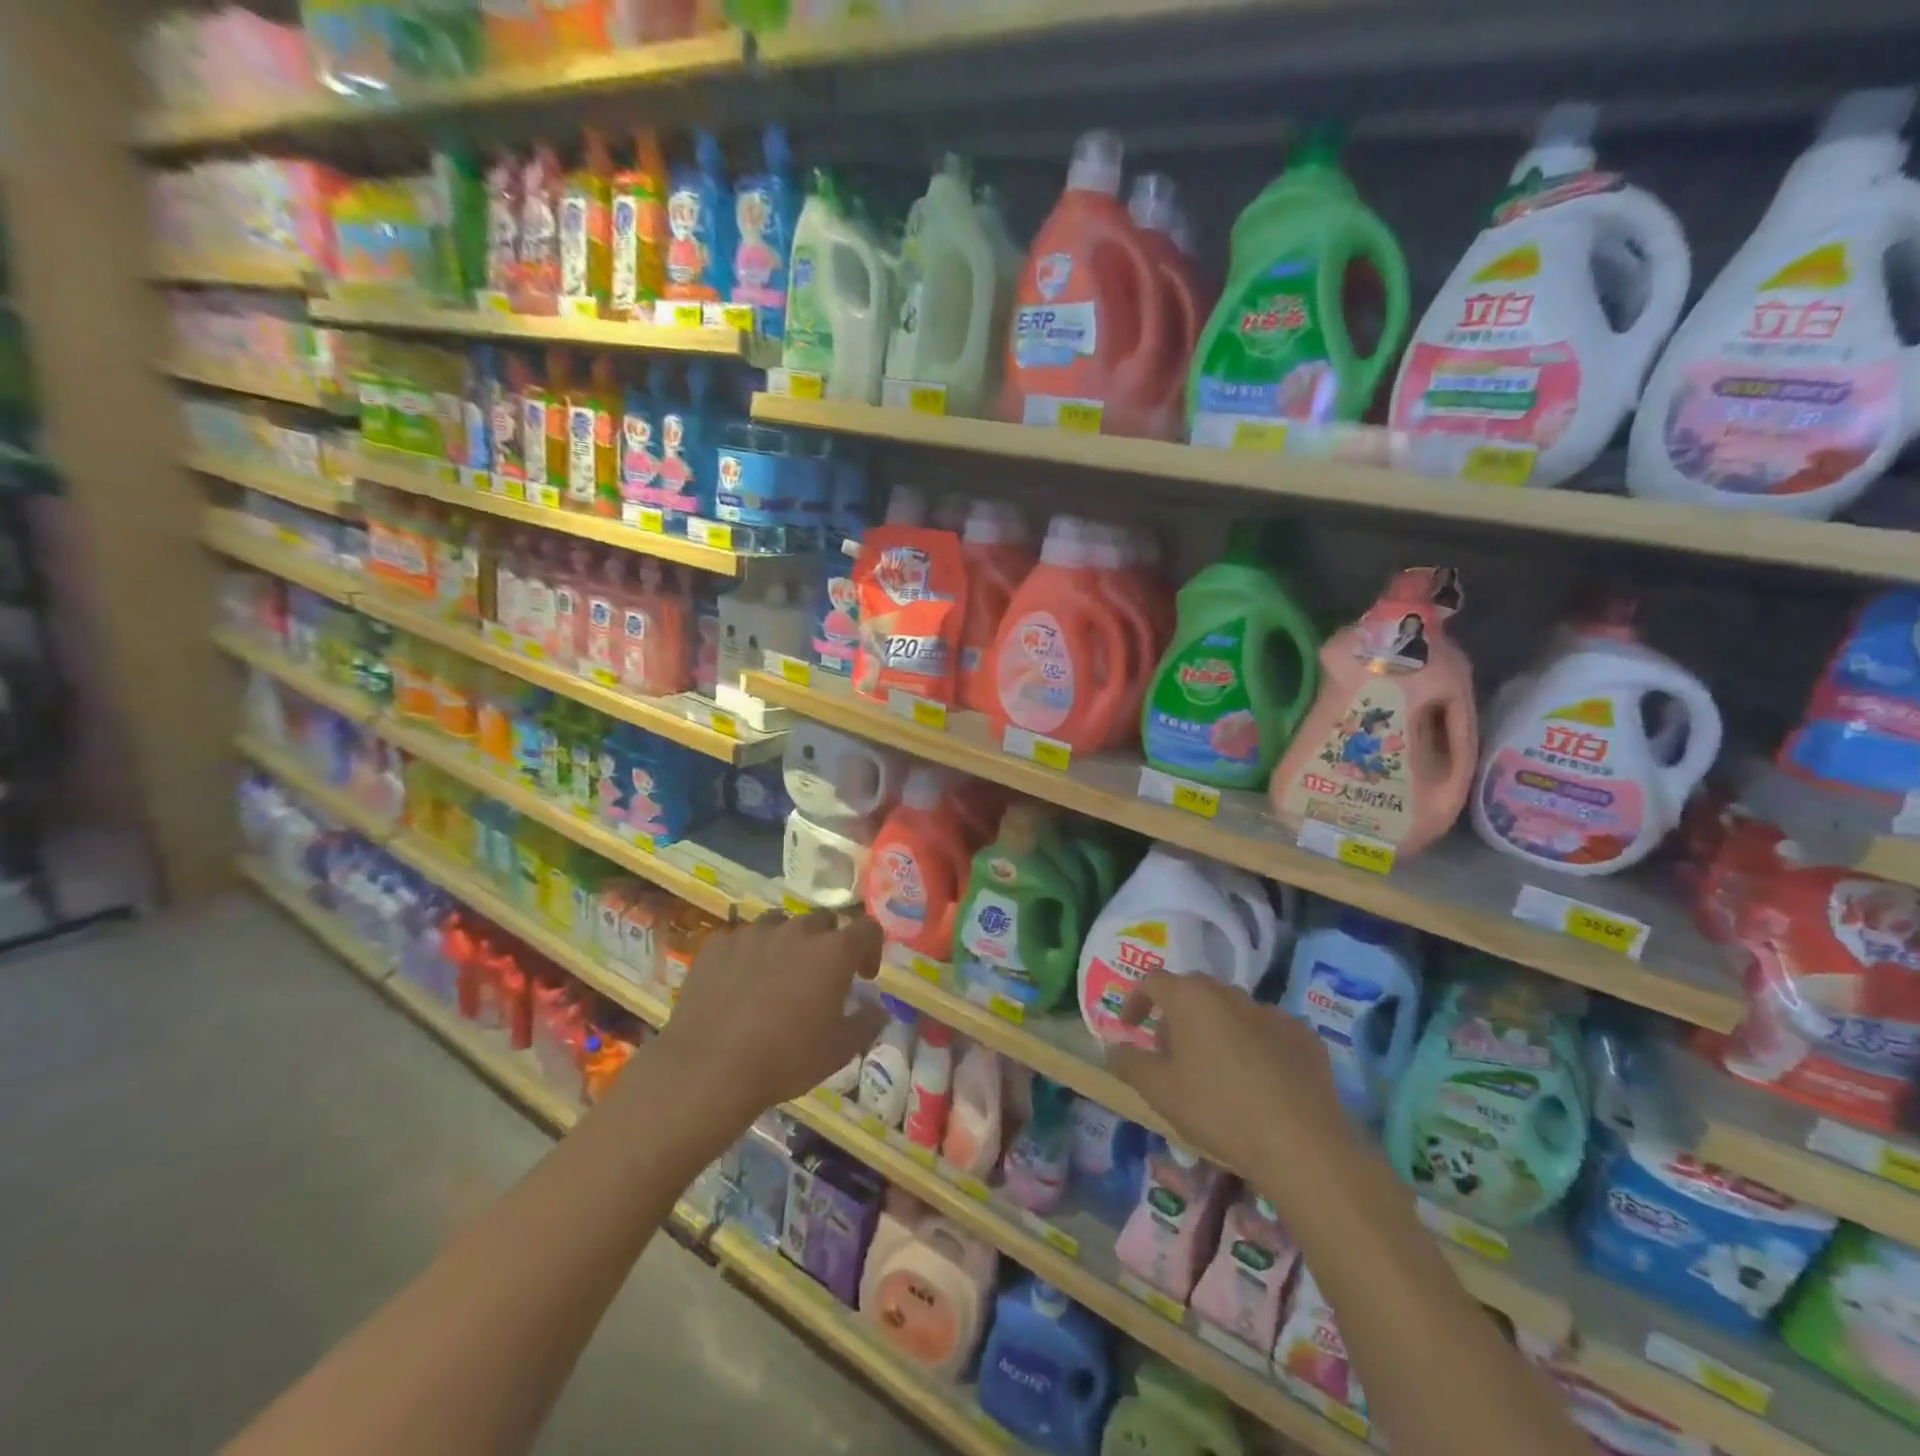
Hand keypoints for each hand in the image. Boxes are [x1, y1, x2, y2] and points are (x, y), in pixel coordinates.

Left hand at [652, 909, 886, 1136]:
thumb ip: (867, 1023)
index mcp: (833, 951)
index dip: (871, 948)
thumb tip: (878, 1009)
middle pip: (823, 921)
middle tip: (820, 978)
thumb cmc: (785, 1060)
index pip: (867, 928)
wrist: (709, 1070)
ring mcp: (754, 933)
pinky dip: (748, 954)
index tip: (863, 975)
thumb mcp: (839, 1050)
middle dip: (828, 943)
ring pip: (780, 924)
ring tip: (778, 976)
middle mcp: (796, 931)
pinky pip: (741, 938)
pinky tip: (739, 983)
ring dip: (788, 943)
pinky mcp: (718, 944)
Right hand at [1106, 972, 1349, 1175]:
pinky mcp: (1305, 1036)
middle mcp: (1230, 993)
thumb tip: (1113, 1047)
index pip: (1153, 982)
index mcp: (1192, 998)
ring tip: (1214, 1071)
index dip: (1136, 1001)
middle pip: (1194, 992)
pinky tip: (1258, 1082)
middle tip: (1170, 1054)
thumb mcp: (1159, 1091)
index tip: (1130, 1028)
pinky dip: (1254, 1045)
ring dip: (1215, 1030)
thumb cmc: (1218, 1110)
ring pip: (1232, 1011)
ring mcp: (1272, 1012)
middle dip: (1176, 1016)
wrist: (1303, 1144)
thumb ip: (1129, 1063)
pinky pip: (1267, 1032)